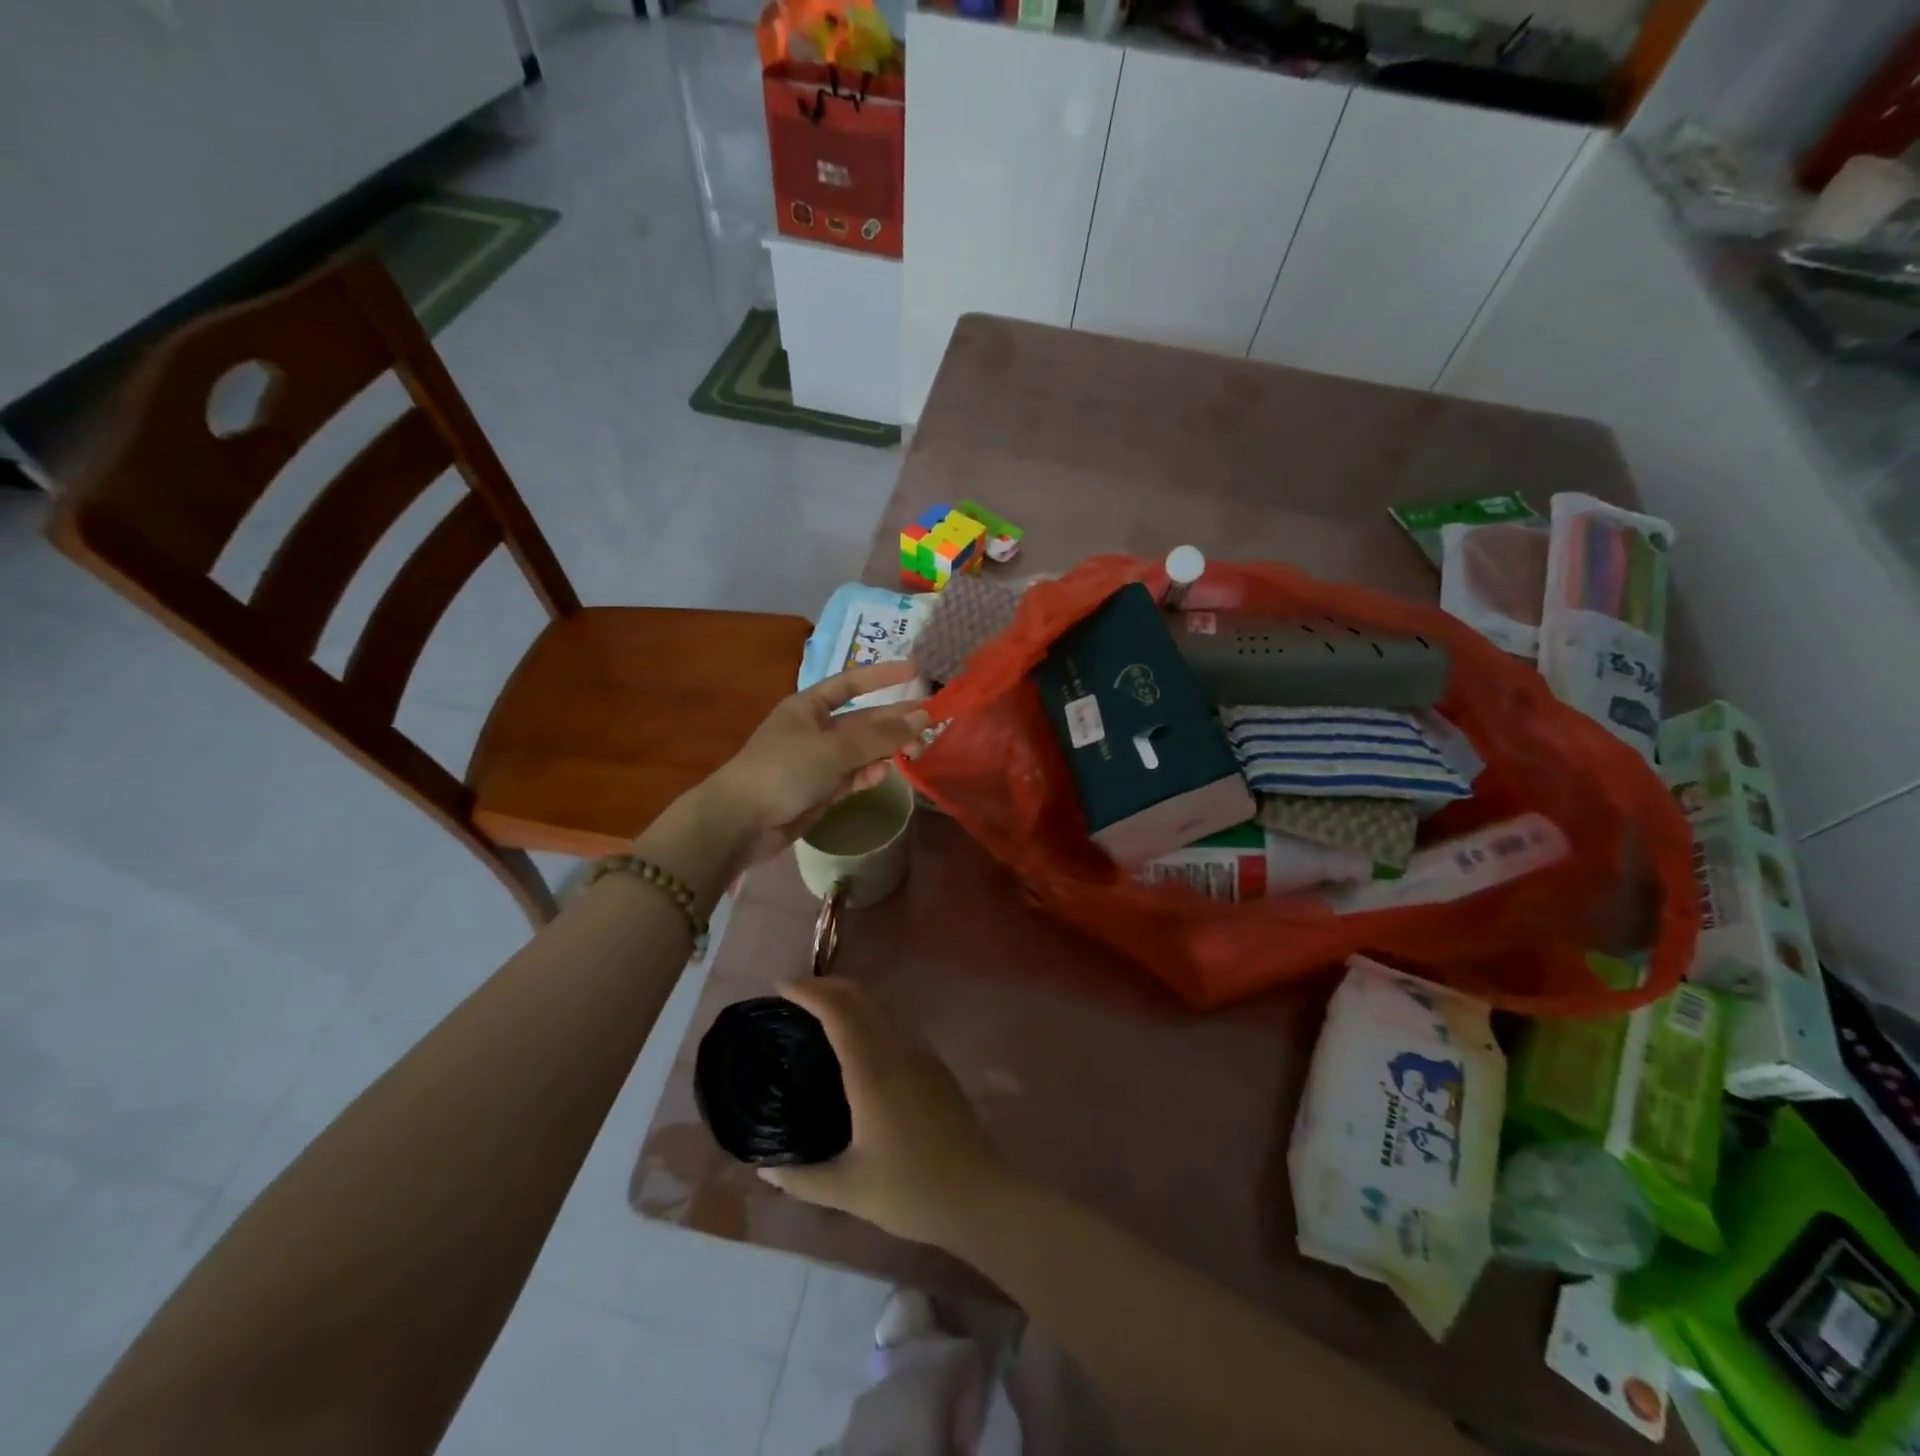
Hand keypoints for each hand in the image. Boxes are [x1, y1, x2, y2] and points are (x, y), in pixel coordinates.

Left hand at [704, 663, 929, 867]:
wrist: (741, 822)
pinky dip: (867, 775)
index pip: (851, 683)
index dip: (882, 676)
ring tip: (917, 750)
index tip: (915, 670)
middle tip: (931, 720)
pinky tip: (883, 774)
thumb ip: (880, 735)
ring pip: (860, 750)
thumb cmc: (784, 770)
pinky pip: (851, 776)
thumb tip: (921, 717)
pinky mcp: (819, 791)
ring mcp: (817, 762)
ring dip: (886, 750)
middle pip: (861, 720)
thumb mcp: (835, 748)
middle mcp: (814, 730)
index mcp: (808, 707)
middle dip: (893, 720)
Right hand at [758, 979, 1011, 1248]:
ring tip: (817, 1012)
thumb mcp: (849, 1191)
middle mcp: (899, 1050)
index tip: (781, 986)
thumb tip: (764, 1168)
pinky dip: (868, 1015)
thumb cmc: (912, 1192)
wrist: (978, 1195)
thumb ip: (801, 1179)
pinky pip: (894, 1023)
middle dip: (826, 986)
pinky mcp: (934, 1063)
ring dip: (848, 998)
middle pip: (860, 997)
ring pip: (880, 1006)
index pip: (839, 1012)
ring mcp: (921, 1053)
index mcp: (874, 1072)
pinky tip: (855, 1039)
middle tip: (793, 995)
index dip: (809, 991)